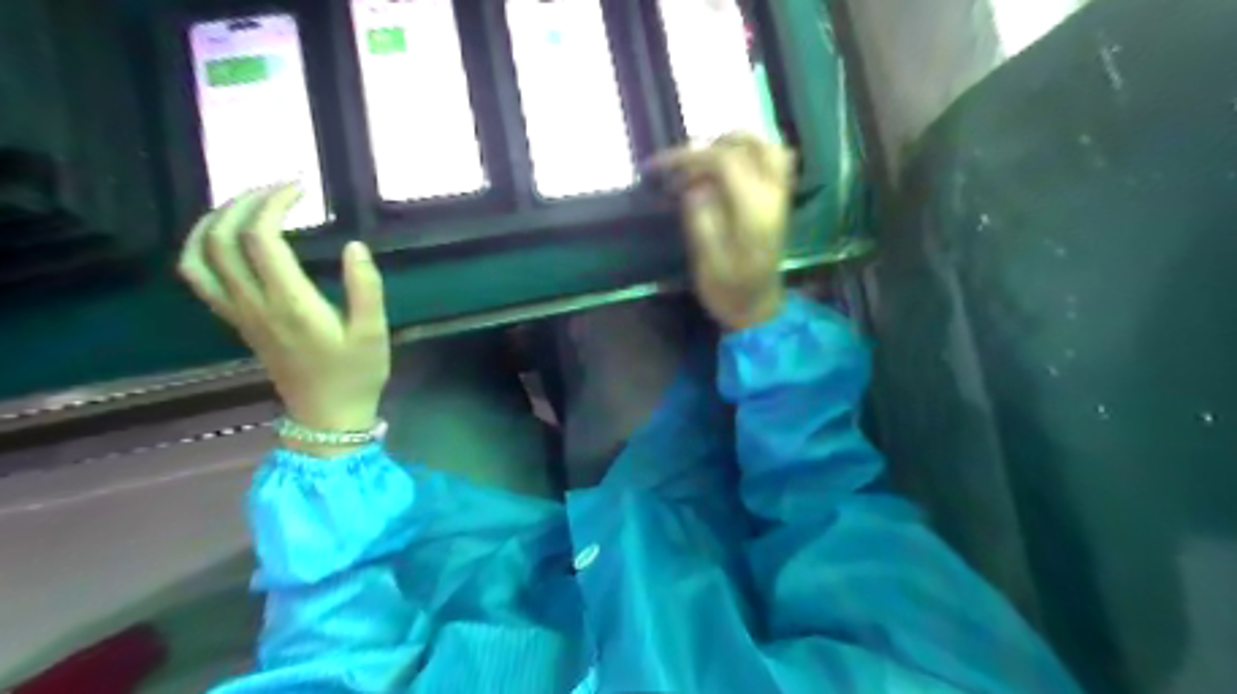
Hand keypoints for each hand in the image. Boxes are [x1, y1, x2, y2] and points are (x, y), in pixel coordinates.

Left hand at [176, 183, 387, 443]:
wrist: (326, 415)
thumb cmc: (356, 373)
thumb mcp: (374, 333)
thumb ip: (366, 288)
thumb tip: (355, 245)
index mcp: (290, 303)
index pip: (261, 238)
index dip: (273, 204)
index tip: (301, 189)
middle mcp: (254, 303)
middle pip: (222, 238)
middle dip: (244, 203)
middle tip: (278, 190)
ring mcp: (238, 313)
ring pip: (199, 255)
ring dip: (214, 220)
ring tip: (246, 204)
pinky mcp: (236, 321)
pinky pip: (198, 278)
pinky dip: (200, 247)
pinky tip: (222, 238)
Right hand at [650, 135, 797, 334]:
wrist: (758, 309)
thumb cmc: (730, 291)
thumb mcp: (707, 263)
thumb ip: (701, 220)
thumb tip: (693, 187)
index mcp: (754, 210)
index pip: (724, 161)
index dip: (688, 156)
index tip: (658, 167)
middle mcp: (772, 194)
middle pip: (747, 144)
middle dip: (708, 147)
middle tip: (681, 169)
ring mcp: (780, 195)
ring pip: (764, 146)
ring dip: (730, 146)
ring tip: (701, 165)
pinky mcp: (778, 200)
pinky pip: (774, 160)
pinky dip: (749, 154)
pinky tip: (727, 171)